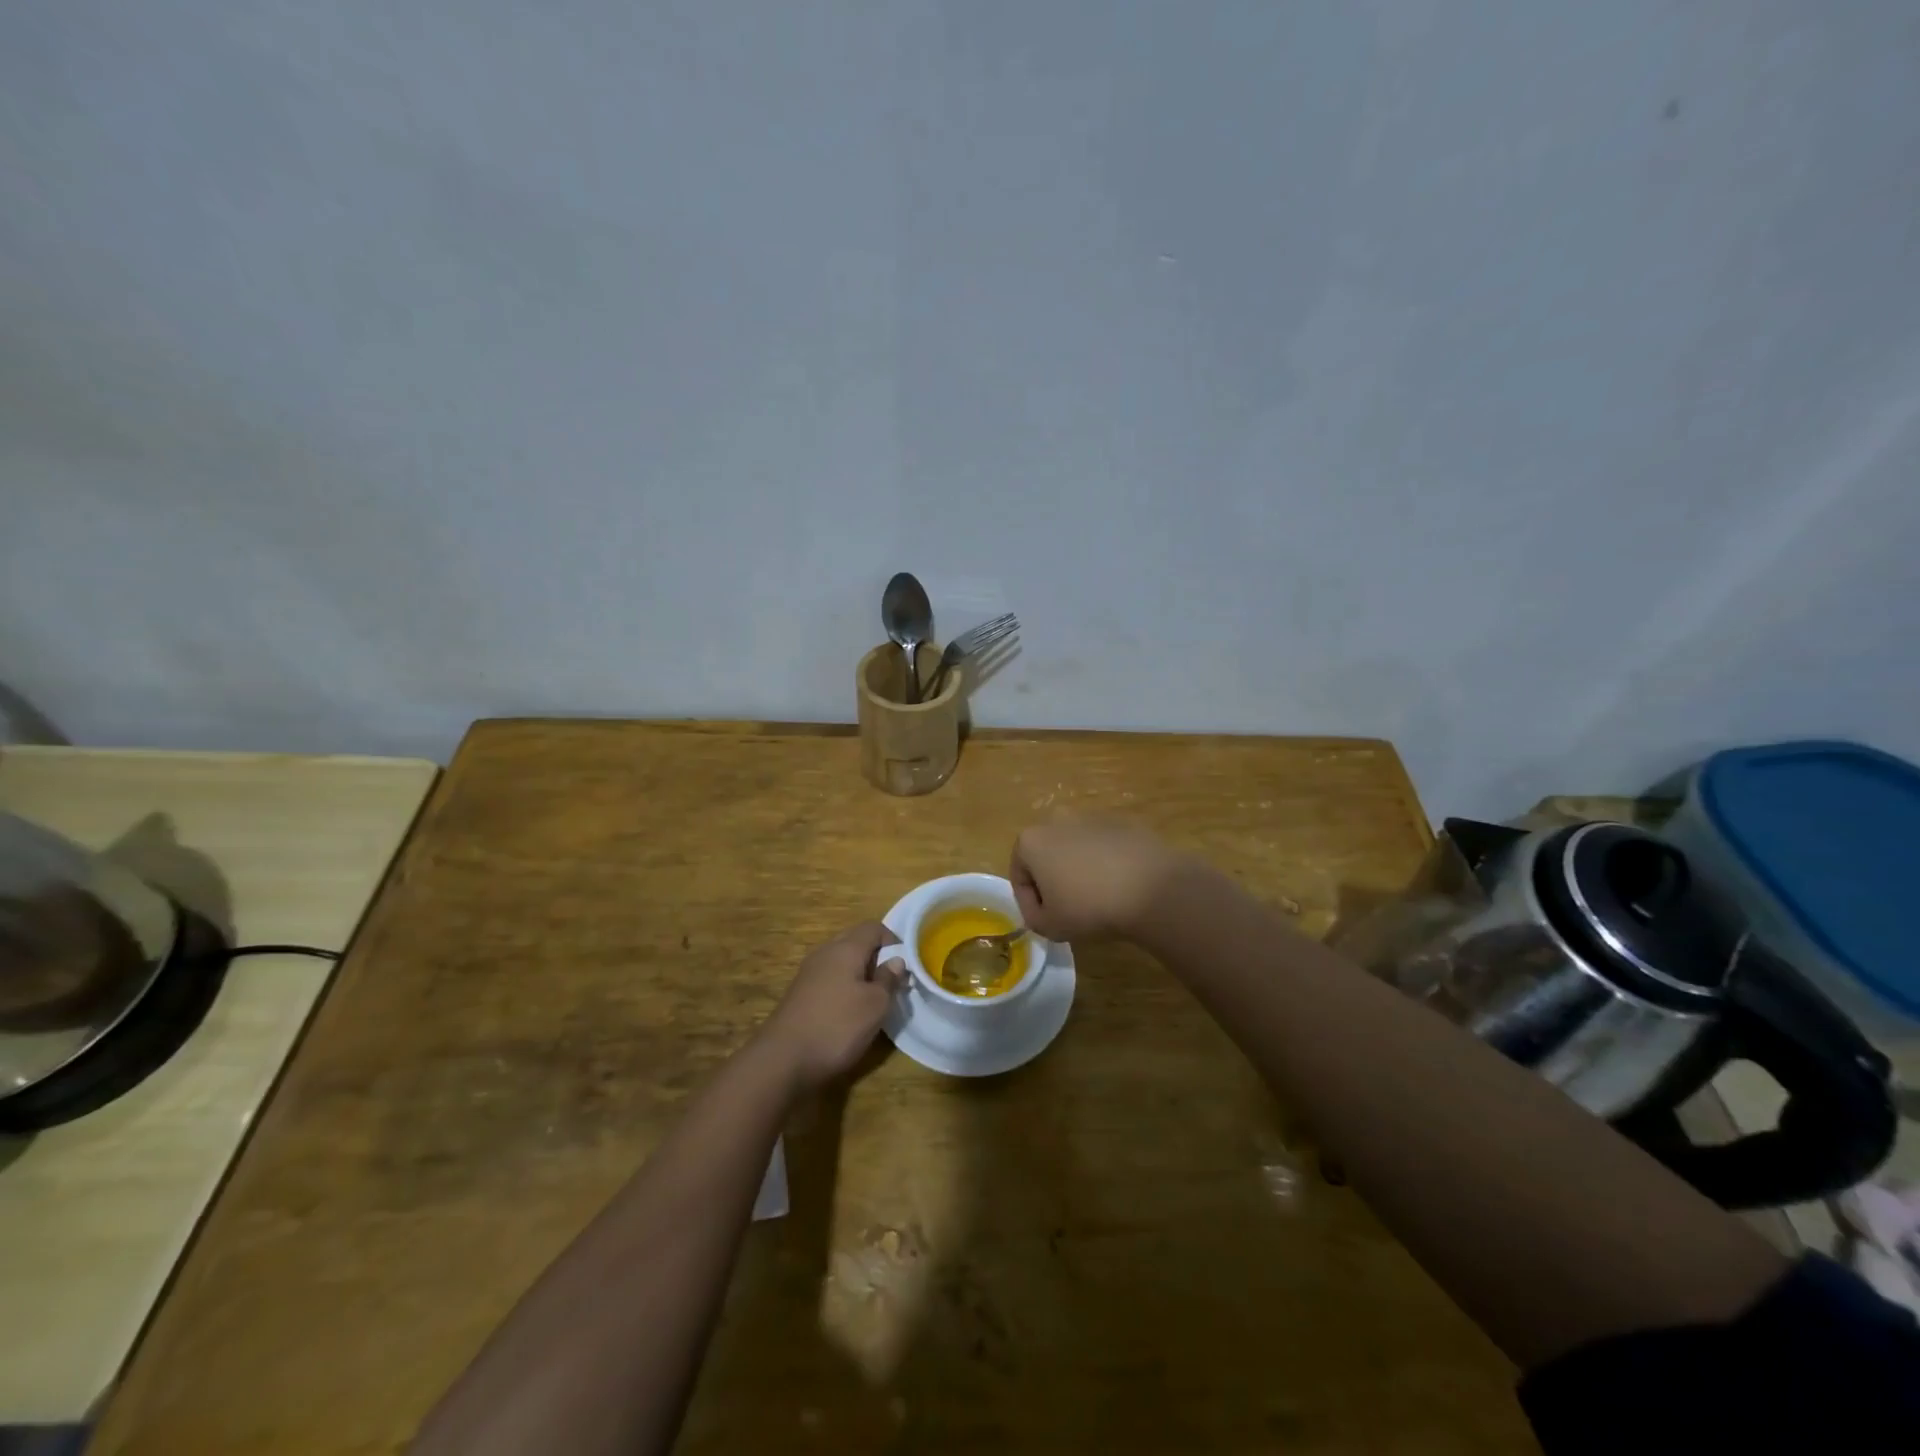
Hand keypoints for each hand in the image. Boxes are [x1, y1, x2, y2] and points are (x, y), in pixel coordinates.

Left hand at [757, 922, 904, 1091]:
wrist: (782, 1059)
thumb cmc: (837, 1026)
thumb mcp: (875, 1005)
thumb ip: (889, 980)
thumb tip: (896, 960)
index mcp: (845, 948)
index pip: (873, 927)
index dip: (893, 940)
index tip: (906, 965)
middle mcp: (825, 953)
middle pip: (855, 941)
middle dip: (876, 957)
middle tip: (891, 982)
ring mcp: (809, 973)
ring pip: (841, 961)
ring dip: (860, 974)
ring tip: (873, 1000)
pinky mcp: (800, 994)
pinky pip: (829, 979)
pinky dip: (843, 987)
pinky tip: (848, 1012)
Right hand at [1010, 819, 1181, 940]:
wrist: (1151, 889)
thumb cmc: (1089, 907)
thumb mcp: (1050, 927)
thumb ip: (1034, 918)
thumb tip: (1041, 908)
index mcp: (1031, 840)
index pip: (1019, 875)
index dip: (1029, 903)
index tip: (1045, 921)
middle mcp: (1057, 820)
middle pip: (1046, 855)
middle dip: (1053, 880)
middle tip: (1069, 908)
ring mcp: (1091, 817)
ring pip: (1076, 848)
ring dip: (1079, 869)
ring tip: (1098, 897)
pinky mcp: (1122, 821)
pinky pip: (1104, 845)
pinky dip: (1106, 862)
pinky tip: (1120, 885)